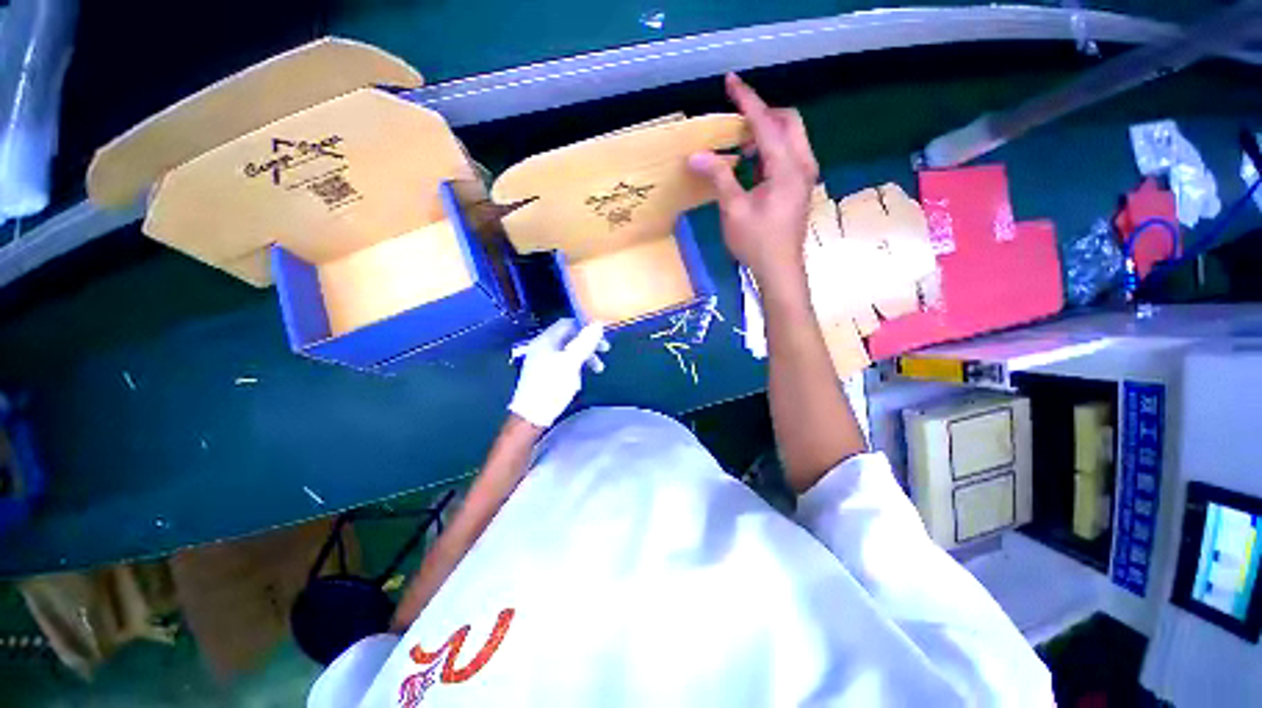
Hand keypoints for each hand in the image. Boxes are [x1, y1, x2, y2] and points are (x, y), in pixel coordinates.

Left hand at [508, 318, 609, 428]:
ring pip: (568, 351)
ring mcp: (542, 361)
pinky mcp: (545, 374)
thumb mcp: (571, 363)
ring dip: (585, 356)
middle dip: (588, 343)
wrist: (532, 415)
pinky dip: (576, 365)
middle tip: (605, 350)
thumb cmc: (552, 386)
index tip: (602, 335)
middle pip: (569, 337)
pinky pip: (564, 362)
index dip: (585, 326)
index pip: (567, 323)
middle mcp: (542, 347)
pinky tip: (581, 377)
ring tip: (598, 369)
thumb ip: (584, 343)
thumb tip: (597, 324)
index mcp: (545, 341)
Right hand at [688, 74, 818, 293]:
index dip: (747, 101)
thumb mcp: (734, 209)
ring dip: (765, 135)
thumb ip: (719, 177)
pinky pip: (788, 155)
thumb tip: (696, 155)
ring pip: (790, 138)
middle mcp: (803, 164)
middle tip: (735, 126)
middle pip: (788, 122)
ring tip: (739, 149)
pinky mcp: (800, 187)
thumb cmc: (757, 242)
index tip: (731, 81)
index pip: (766, 123)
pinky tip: (751, 167)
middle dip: (762, 115)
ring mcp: (804, 176)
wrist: (779, 270)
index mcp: (787, 167)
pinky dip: (769, 152)